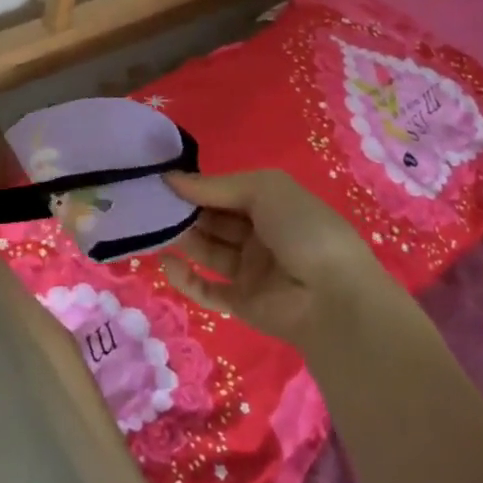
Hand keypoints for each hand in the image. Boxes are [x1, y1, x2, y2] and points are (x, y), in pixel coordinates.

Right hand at [158, 169, 400, 349]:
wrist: (334, 300)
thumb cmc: (303, 230)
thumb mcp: (264, 189)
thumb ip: (215, 186)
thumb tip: (170, 178)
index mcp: (271, 205)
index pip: (224, 192)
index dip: (195, 186)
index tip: (160, 180)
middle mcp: (260, 235)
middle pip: (213, 220)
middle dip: (183, 211)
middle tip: (148, 204)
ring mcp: (251, 271)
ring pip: (207, 250)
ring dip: (180, 239)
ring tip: (150, 228)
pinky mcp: (242, 303)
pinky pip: (207, 289)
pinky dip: (185, 278)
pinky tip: (167, 263)